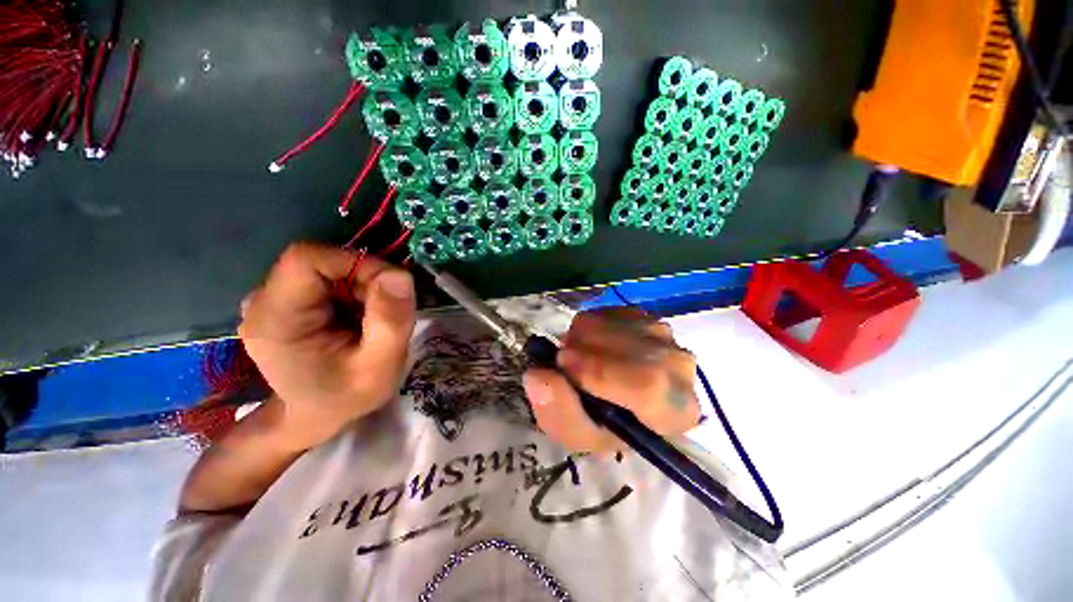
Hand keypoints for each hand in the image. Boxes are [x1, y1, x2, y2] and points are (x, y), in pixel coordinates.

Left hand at [239, 243, 415, 448]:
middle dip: (366, 281)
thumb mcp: (380, 366)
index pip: (307, 258)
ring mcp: (274, 299)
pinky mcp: (288, 300)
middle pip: (324, 262)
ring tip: (372, 322)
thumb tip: (399, 274)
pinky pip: (330, 278)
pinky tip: (360, 319)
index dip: (355, 263)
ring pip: (331, 268)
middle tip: (385, 315)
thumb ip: (390, 321)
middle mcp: (264, 301)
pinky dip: (356, 291)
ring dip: (364, 287)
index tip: (389, 288)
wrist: (317, 415)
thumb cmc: (346, 396)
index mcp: (275, 319)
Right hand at [523, 308, 699, 452]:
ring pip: (620, 324)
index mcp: (675, 412)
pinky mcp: (647, 317)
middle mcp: (680, 369)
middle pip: (635, 347)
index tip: (563, 364)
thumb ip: (559, 412)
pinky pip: (611, 312)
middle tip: (562, 359)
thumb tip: (537, 376)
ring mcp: (666, 337)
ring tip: (576, 356)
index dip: (600, 371)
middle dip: (587, 348)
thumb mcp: (578, 434)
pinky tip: (590, 344)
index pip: (648, 384)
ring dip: (585, 336)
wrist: (622, 401)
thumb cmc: (605, 427)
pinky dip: (590, 324)